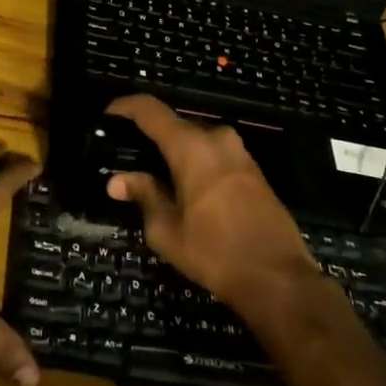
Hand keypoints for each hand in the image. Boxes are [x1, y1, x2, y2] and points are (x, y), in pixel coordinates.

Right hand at [104, 95, 320, 316]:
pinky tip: (184, 188)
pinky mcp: (254, 170)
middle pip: (175, 126)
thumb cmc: (214, 252)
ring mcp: (240, 153)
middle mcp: (217, 139)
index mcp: (192, 147)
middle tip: (128, 157)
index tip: (108, 114)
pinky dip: (195, 163)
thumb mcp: (167, 230)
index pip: (151, 110)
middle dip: (150, 137)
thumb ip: (143, 195)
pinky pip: (215, 155)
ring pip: (197, 141)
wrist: (278, 278)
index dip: (125, 107)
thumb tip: (117, 180)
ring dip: (175, 153)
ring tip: (153, 176)